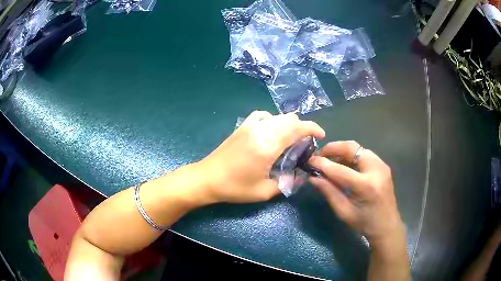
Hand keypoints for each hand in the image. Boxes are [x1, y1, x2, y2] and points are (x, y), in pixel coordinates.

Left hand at [197, 111, 324, 203]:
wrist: (207, 178)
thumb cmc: (235, 187)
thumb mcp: (264, 192)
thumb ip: (287, 183)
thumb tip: (301, 176)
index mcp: (268, 145)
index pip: (297, 128)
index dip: (313, 128)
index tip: (321, 135)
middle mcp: (261, 130)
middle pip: (289, 119)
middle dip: (302, 127)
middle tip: (304, 144)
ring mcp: (250, 125)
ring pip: (277, 116)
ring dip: (288, 124)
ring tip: (290, 139)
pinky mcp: (242, 126)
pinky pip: (262, 115)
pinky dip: (272, 120)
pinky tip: (271, 130)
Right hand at [308, 141, 403, 242]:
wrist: (387, 225)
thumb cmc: (365, 223)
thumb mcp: (344, 212)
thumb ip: (329, 192)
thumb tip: (313, 177)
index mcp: (366, 186)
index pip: (340, 169)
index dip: (322, 163)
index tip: (309, 161)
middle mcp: (376, 169)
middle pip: (351, 148)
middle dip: (333, 148)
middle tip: (321, 156)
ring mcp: (381, 165)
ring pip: (358, 148)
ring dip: (342, 151)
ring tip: (330, 161)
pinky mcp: (382, 165)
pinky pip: (364, 154)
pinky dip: (351, 155)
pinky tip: (344, 165)